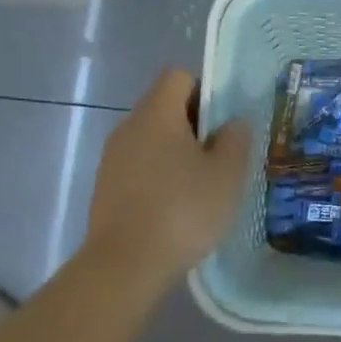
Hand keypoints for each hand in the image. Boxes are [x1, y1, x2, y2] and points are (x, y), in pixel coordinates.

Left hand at [86, 68, 252, 279]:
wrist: (125, 265)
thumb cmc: (183, 210)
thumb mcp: (226, 174)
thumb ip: (235, 139)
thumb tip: (233, 122)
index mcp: (157, 114)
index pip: (179, 76)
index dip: (205, 89)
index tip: (224, 120)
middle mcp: (129, 127)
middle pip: (164, 106)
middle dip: (194, 123)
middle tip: (221, 154)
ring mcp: (112, 158)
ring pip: (151, 138)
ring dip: (176, 151)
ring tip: (201, 183)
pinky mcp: (106, 187)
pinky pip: (139, 165)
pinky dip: (159, 174)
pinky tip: (176, 205)